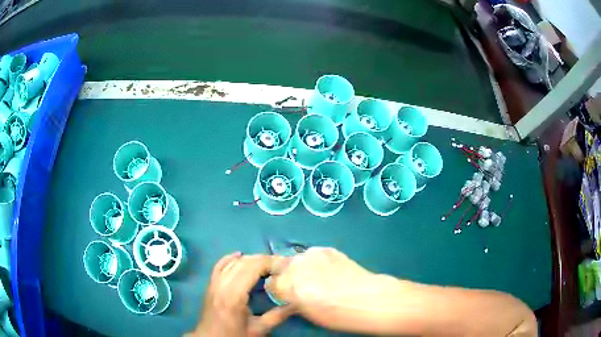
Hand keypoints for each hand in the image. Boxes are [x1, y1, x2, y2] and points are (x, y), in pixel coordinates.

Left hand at [190, 252, 294, 336]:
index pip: (252, 268)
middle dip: (263, 260)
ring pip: (232, 262)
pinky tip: (239, 255)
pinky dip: (230, 258)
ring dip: (250, 259)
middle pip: (243, 262)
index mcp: (234, 295)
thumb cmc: (234, 335)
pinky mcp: (210, 285)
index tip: (286, 265)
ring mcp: (214, 283)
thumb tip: (296, 303)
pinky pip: (219, 265)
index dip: (269, 263)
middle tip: (281, 265)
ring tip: (267, 264)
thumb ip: (277, 316)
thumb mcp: (258, 329)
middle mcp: (222, 284)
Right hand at [266, 247, 378, 329]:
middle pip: (281, 267)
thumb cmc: (334, 315)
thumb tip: (290, 295)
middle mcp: (293, 266)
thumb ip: (292, 300)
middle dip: (287, 275)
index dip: (279, 290)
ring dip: (302, 267)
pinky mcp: (326, 248)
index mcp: (285, 285)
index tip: (287, 295)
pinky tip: (330, 270)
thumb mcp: (306, 313)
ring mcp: (310, 254)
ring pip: (297, 259)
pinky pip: (314, 255)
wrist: (364, 298)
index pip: (271, 283)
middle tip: (302, 285)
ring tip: (318, 276)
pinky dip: (317, 262)